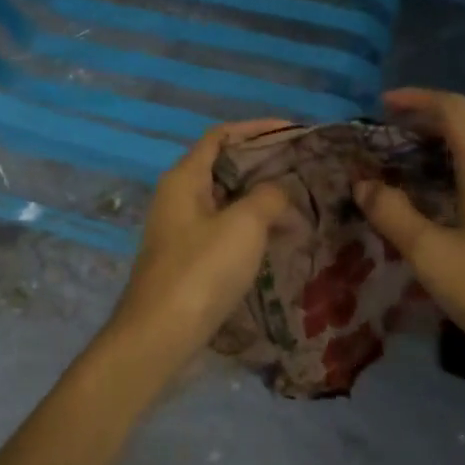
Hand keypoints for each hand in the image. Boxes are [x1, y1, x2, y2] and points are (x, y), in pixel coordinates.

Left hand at [101, 120, 295, 382]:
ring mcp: (181, 230)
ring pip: (226, 201)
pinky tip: (279, 241)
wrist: (160, 336)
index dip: (256, 129)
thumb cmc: (201, 270)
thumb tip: (279, 193)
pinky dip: (251, 228)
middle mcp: (178, 197)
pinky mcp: (188, 259)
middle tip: (304, 171)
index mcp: (184, 178)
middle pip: (224, 167)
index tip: (293, 132)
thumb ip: (268, 197)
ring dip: (260, 200)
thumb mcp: (244, 225)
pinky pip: (224, 230)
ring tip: (300, 205)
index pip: (221, 136)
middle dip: (263, 166)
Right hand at [355, 88, 464, 412]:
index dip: (417, 99)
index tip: (381, 106)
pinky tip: (439, 199)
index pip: (455, 109)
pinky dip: (461, 166)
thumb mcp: (431, 255)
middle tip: (391, 134)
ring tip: (407, 163)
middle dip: (431, 117)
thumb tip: (363, 183)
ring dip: (447, 142)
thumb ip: (392, 213)